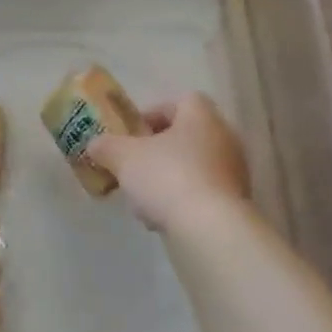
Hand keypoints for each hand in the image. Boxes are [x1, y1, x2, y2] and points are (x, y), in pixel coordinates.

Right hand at [88, 93, 250, 231]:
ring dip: (168, 179)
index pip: (180, 102)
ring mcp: (234, 172)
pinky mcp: (235, 203)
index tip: (132, 134)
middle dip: (157, 152)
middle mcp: (224, 138)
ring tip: (143, 200)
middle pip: (186, 136)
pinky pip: (202, 194)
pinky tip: (161, 220)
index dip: (153, 114)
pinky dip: (182, 201)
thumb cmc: (167, 177)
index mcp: (201, 116)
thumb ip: (106, 146)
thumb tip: (95, 145)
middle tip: (134, 167)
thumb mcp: (123, 157)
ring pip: (193, 167)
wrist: (209, 228)